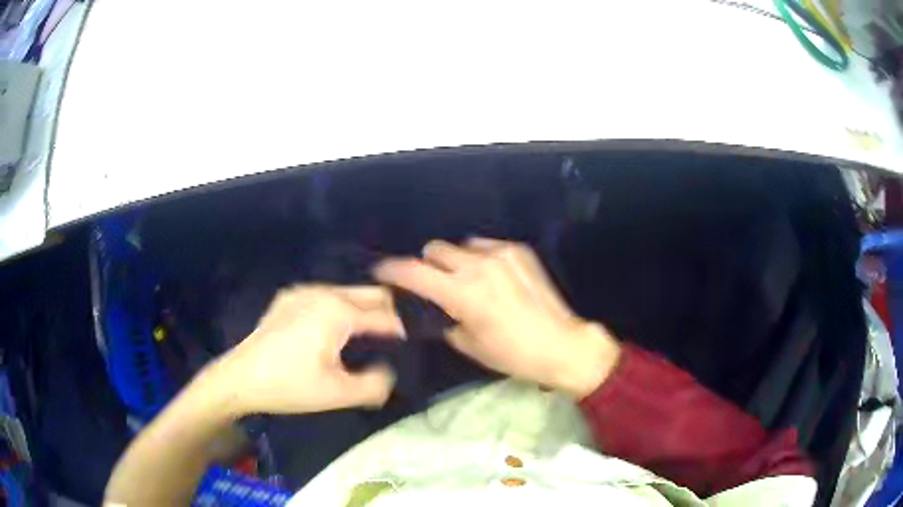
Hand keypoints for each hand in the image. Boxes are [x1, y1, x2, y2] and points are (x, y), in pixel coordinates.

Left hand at [205, 285, 404, 415]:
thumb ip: (376, 383)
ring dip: (364, 310)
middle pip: (370, 294)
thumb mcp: (338, 393)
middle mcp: (322, 291)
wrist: (240, 379)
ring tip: (370, 335)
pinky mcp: (288, 297)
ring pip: (348, 293)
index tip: (413, 345)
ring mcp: (302, 291)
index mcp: (337, 311)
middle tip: (396, 339)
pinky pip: (325, 296)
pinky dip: (340, 309)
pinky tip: (335, 331)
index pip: (385, 315)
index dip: (403, 331)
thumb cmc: (289, 386)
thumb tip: (388, 370)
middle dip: (388, 313)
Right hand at [374, 238, 619, 397]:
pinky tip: (492, 278)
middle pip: (434, 249)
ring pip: (460, 246)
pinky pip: (485, 247)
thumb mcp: (468, 344)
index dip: (391, 270)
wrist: (562, 344)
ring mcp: (502, 254)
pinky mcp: (519, 250)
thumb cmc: (512, 354)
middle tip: (433, 285)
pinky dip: (479, 259)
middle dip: (426, 266)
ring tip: (467, 282)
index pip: (413, 272)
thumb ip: (441, 318)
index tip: (381, 272)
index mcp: (463, 294)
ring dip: (455, 262)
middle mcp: (479, 265)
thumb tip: (427, 306)